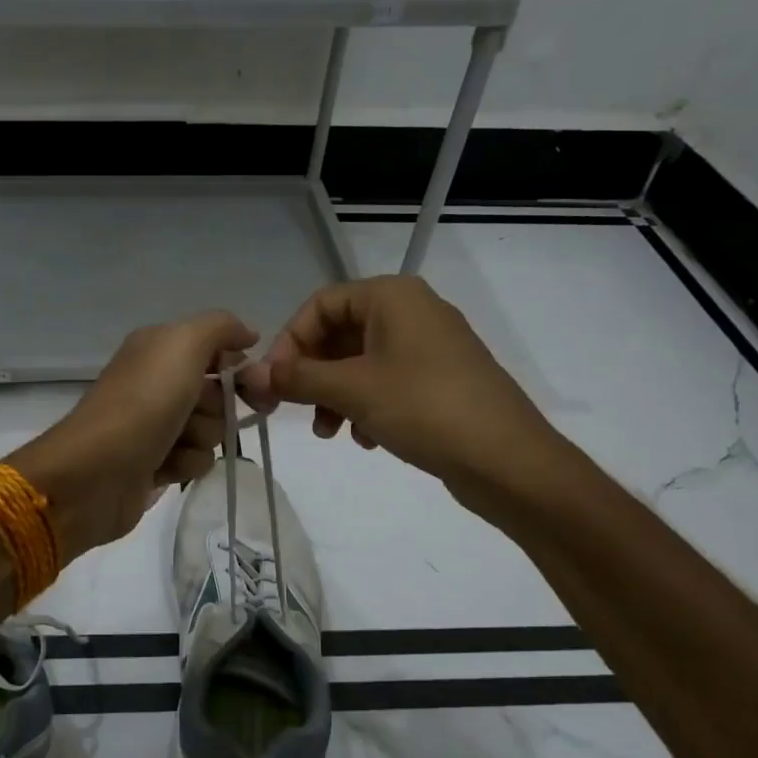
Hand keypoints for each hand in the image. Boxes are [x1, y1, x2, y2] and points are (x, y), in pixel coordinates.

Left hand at [9, 311, 258, 558]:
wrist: (95, 473)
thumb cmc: (143, 403)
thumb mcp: (183, 345)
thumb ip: (220, 328)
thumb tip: (248, 334)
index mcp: (159, 348)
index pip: (217, 350)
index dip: (240, 368)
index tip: (256, 386)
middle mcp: (156, 382)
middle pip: (217, 393)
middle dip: (216, 407)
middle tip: (194, 414)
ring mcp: (154, 424)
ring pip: (210, 430)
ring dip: (200, 438)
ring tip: (172, 443)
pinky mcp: (154, 463)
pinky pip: (194, 461)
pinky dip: (185, 464)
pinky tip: (163, 467)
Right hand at [240, 276, 571, 518]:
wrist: (508, 460)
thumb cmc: (424, 408)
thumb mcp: (351, 390)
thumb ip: (296, 378)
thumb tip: (249, 375)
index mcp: (392, 297)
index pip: (321, 304)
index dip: (290, 340)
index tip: (273, 381)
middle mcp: (412, 311)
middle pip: (340, 333)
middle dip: (312, 374)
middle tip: (295, 409)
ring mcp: (431, 346)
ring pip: (362, 362)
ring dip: (336, 395)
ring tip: (331, 433)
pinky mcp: (441, 380)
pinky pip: (388, 382)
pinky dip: (366, 406)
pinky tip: (366, 439)